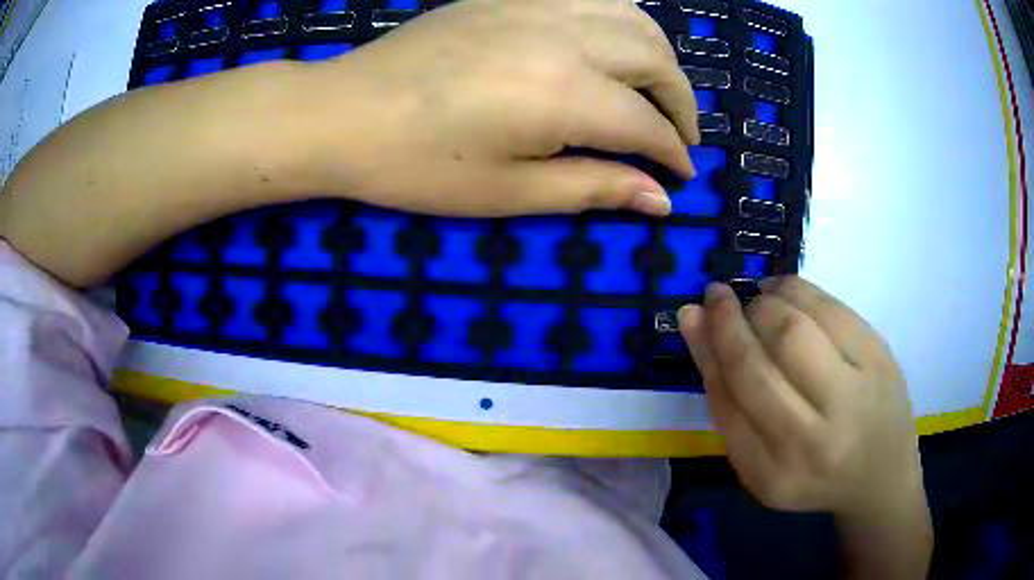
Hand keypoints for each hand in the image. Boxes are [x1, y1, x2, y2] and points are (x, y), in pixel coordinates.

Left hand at [300, 0, 699, 217]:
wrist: (343, 113)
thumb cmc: (416, 165)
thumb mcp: (508, 191)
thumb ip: (593, 188)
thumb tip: (660, 200)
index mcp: (564, 94)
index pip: (646, 124)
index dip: (672, 153)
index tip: (682, 177)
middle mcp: (563, 37)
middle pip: (654, 59)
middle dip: (681, 101)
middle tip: (680, 135)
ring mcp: (535, 5)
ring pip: (631, 15)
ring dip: (658, 53)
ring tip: (657, 87)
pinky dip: (618, 16)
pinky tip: (613, 40)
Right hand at [678, 278, 931, 577]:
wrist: (880, 476)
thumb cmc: (812, 473)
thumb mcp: (760, 461)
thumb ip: (727, 400)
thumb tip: (693, 319)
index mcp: (774, 474)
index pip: (727, 401)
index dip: (708, 348)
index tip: (695, 313)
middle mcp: (814, 441)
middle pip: (760, 364)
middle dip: (731, 320)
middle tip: (720, 299)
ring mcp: (855, 398)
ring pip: (796, 330)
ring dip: (763, 302)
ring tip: (757, 301)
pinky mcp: (881, 360)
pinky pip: (832, 309)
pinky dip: (798, 289)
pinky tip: (784, 291)